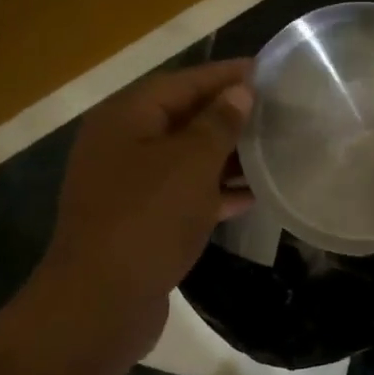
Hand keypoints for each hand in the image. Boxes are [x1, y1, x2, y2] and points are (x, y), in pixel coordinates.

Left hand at [32, 60, 253, 359]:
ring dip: (224, 155)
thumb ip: (219, 123)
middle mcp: (121, 144)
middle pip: (182, 117)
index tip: (265, 69)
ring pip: (184, 158)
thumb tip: (239, 92)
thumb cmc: (148, 217)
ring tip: (270, 150)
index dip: (224, 75)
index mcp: (126, 117)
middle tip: (274, 110)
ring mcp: (126, 185)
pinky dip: (212, 192)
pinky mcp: (137, 221)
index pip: (183, 81)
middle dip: (227, 114)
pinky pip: (181, 194)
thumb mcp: (192, 162)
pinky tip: (250, 196)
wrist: (99, 304)